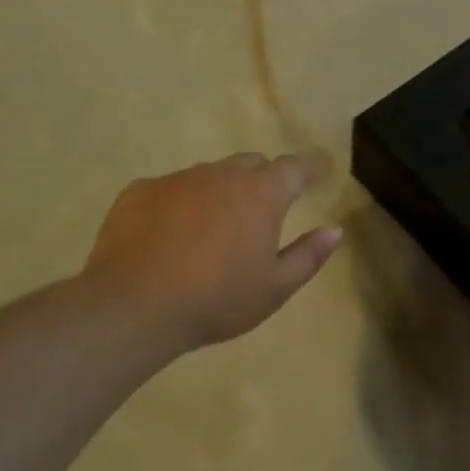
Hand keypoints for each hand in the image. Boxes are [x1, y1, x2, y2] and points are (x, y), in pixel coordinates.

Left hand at [84, 153, 341, 354]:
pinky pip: (169, 188)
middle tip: (261, 211)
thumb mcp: (275, 288)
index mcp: (260, 195)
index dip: (303, 172)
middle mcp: (220, 175)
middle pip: (250, 164)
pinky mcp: (139, 190)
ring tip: (212, 229)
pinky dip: (178, 204)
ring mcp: (176, 179)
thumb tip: (334, 230)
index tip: (309, 181)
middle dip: (261, 180)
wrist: (135, 306)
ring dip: (219, 192)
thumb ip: (308, 255)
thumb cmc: (217, 300)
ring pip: (208, 175)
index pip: (291, 168)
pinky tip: (169, 236)